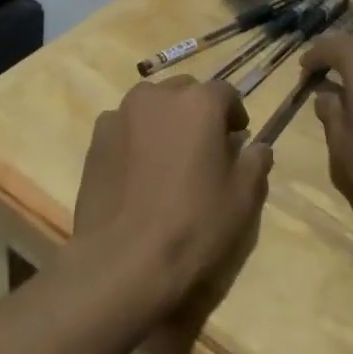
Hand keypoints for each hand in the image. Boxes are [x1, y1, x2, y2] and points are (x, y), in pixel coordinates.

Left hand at [71, 77, 270, 316]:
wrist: (122, 261)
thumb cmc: (192, 225)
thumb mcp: (242, 198)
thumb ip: (255, 162)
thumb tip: (257, 148)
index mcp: (199, 102)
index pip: (226, 93)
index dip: (234, 115)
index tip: (237, 141)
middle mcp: (158, 96)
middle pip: (186, 92)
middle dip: (198, 113)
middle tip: (203, 149)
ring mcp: (121, 114)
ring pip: (151, 106)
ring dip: (164, 121)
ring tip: (167, 159)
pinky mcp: (95, 139)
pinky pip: (124, 127)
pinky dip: (135, 138)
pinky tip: (137, 172)